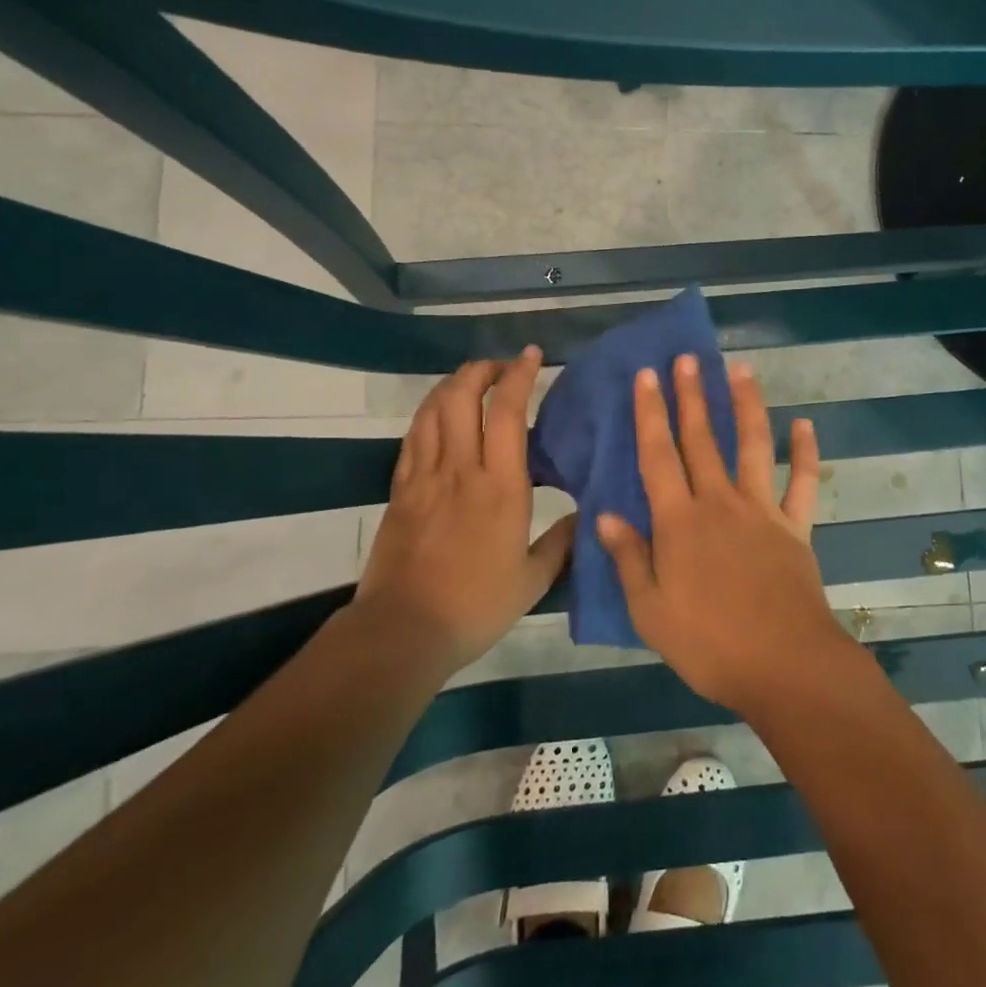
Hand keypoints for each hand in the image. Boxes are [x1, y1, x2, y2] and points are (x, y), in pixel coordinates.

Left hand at [357, 347, 575, 674]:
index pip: (507, 412)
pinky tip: (439, 415)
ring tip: (471, 381)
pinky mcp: (400, 490)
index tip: (531, 355)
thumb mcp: (533, 581)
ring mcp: (425, 477)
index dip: (519, 375)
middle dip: (481, 369)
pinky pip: (413, 437)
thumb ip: (562, 543)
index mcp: (501, 486)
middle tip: (500, 366)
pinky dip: (428, 413)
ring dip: (452, 384)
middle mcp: (461, 469)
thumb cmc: (476, 606)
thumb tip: (585, 516)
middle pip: (462, 397)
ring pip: (433, 410)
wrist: (403, 631)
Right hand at [597, 354, 844, 712]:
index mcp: (679, 522)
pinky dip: (805, 453)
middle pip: (701, 439)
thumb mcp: (650, 612)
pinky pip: (802, 482)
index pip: (658, 456)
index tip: (646, 376)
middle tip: (687, 357)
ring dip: (745, 405)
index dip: (650, 413)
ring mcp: (761, 510)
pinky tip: (804, 425)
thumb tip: (605, 514)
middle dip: (691, 395)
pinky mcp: (795, 526)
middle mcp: (719, 503)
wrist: (784, 665)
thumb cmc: (709, 644)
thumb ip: (629, 558)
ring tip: (739, 369)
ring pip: (752, 445)